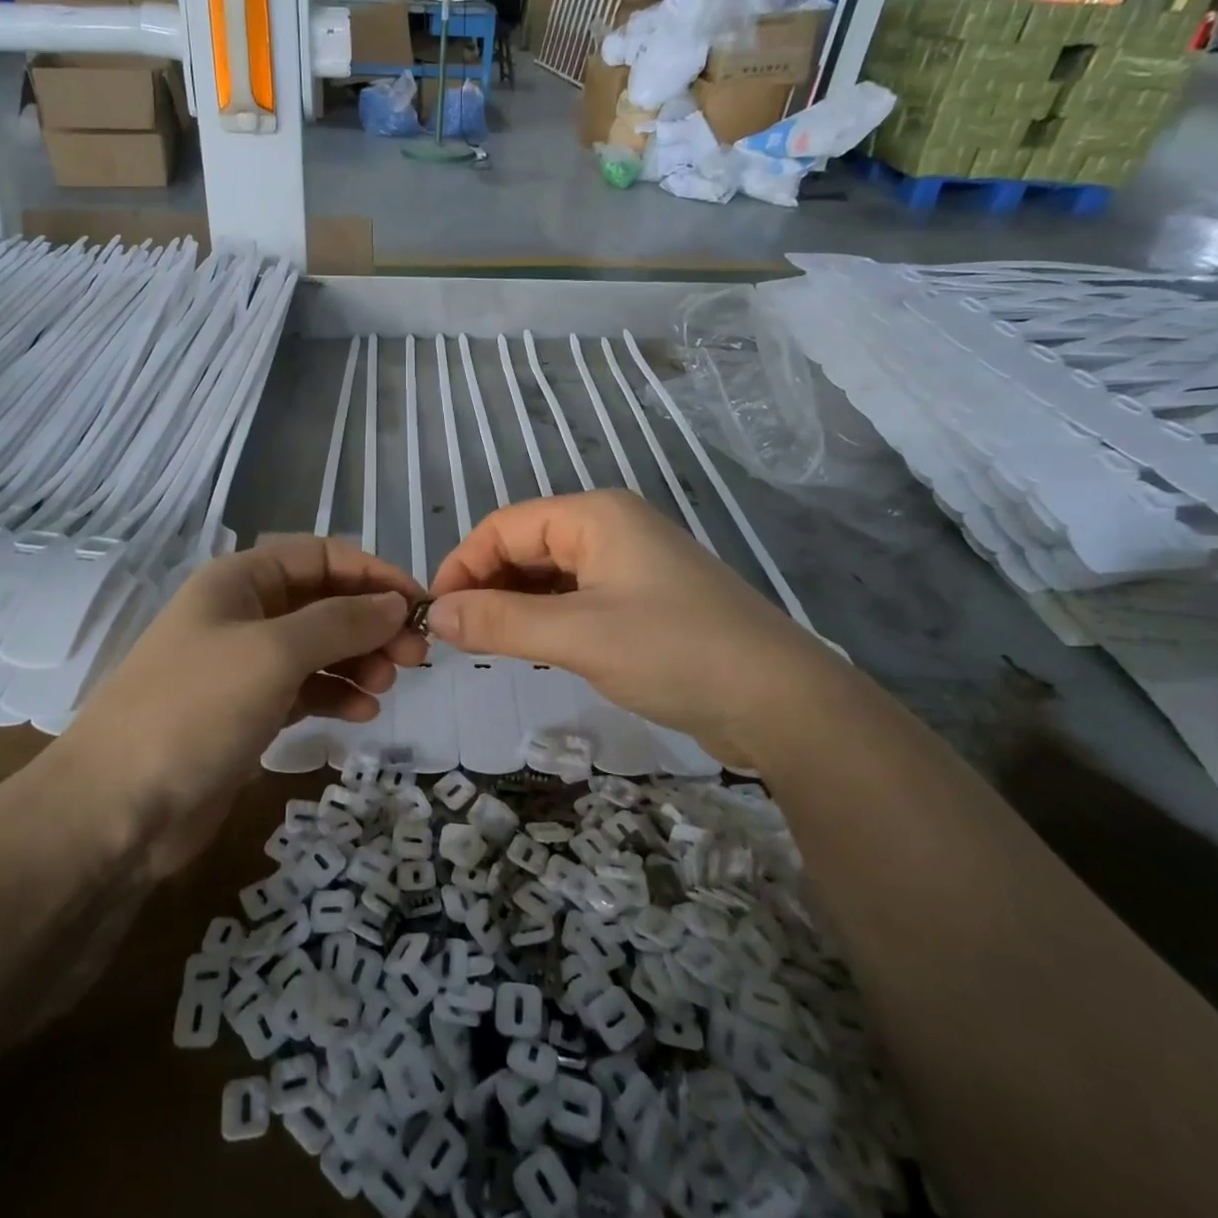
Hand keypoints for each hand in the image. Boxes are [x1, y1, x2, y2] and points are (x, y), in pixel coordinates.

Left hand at [60, 538, 426, 871]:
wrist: (116, 808)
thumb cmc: (196, 709)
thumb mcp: (275, 652)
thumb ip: (341, 621)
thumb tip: (395, 603)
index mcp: (240, 581)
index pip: (321, 556)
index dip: (372, 574)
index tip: (419, 604)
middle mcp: (243, 613)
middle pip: (323, 602)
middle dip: (371, 623)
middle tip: (415, 656)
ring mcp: (244, 665)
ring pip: (318, 648)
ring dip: (358, 660)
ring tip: (388, 684)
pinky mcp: (247, 712)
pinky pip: (305, 689)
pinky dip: (336, 695)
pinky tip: (363, 713)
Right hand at [428, 491, 831, 762]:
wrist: (781, 702)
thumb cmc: (675, 652)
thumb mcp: (578, 636)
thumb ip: (501, 621)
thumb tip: (437, 616)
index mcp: (595, 516)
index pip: (504, 526)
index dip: (463, 566)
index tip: (437, 615)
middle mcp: (610, 528)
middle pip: (525, 545)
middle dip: (487, 586)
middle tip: (459, 638)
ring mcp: (629, 565)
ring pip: (549, 575)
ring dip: (514, 604)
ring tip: (488, 645)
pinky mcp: (642, 600)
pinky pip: (575, 598)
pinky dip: (546, 618)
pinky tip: (532, 647)